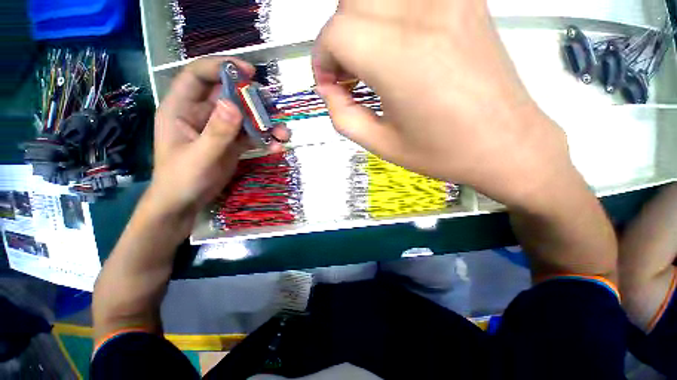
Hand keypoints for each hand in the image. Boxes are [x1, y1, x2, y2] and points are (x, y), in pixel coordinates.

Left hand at [150, 57, 289, 220]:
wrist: (186, 202)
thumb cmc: (182, 179)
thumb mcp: (200, 156)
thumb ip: (217, 132)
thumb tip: (233, 104)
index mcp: (181, 108)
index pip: (198, 76)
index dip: (222, 67)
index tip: (249, 73)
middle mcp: (202, 113)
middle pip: (229, 95)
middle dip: (253, 100)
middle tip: (273, 107)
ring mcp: (219, 128)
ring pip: (245, 116)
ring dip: (265, 123)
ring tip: (283, 133)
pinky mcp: (232, 142)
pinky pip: (251, 135)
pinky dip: (265, 139)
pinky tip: (277, 147)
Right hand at [313, 0, 571, 206]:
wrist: (506, 144)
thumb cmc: (442, 152)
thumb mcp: (381, 144)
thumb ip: (343, 116)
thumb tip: (329, 89)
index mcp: (401, 60)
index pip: (336, 32)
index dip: (322, 59)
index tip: (330, 84)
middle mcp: (424, 15)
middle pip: (352, 2)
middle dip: (338, 39)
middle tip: (347, 73)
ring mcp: (450, 0)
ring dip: (361, 23)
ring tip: (368, 60)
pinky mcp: (465, 0)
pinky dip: (389, 15)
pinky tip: (396, 46)